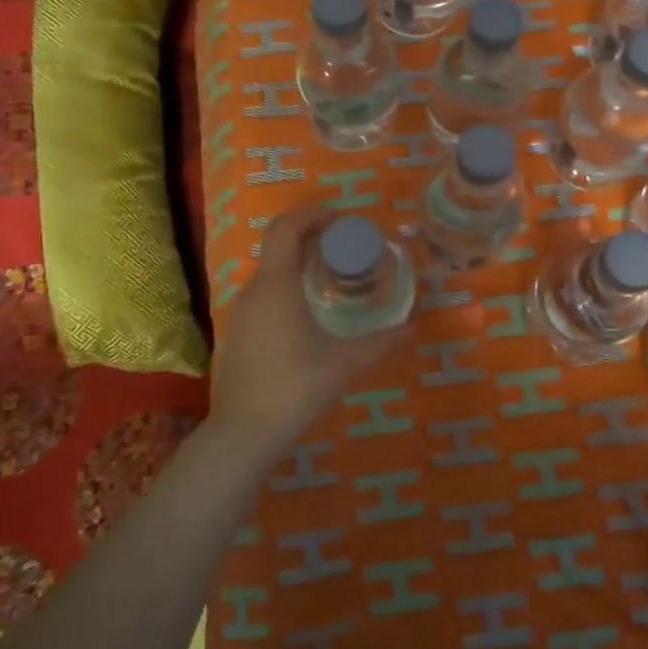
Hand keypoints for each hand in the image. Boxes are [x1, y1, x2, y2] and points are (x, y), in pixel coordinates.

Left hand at [207, 203, 410, 456]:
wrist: (243, 434)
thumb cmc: (295, 388)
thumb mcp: (344, 364)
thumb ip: (380, 343)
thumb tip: (411, 329)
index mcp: (276, 285)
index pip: (286, 228)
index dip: (312, 214)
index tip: (341, 220)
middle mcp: (253, 291)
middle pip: (277, 246)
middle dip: (311, 237)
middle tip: (344, 248)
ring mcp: (239, 314)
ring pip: (269, 272)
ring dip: (298, 264)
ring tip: (331, 279)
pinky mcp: (236, 335)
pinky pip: (263, 296)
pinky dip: (286, 289)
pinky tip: (307, 317)